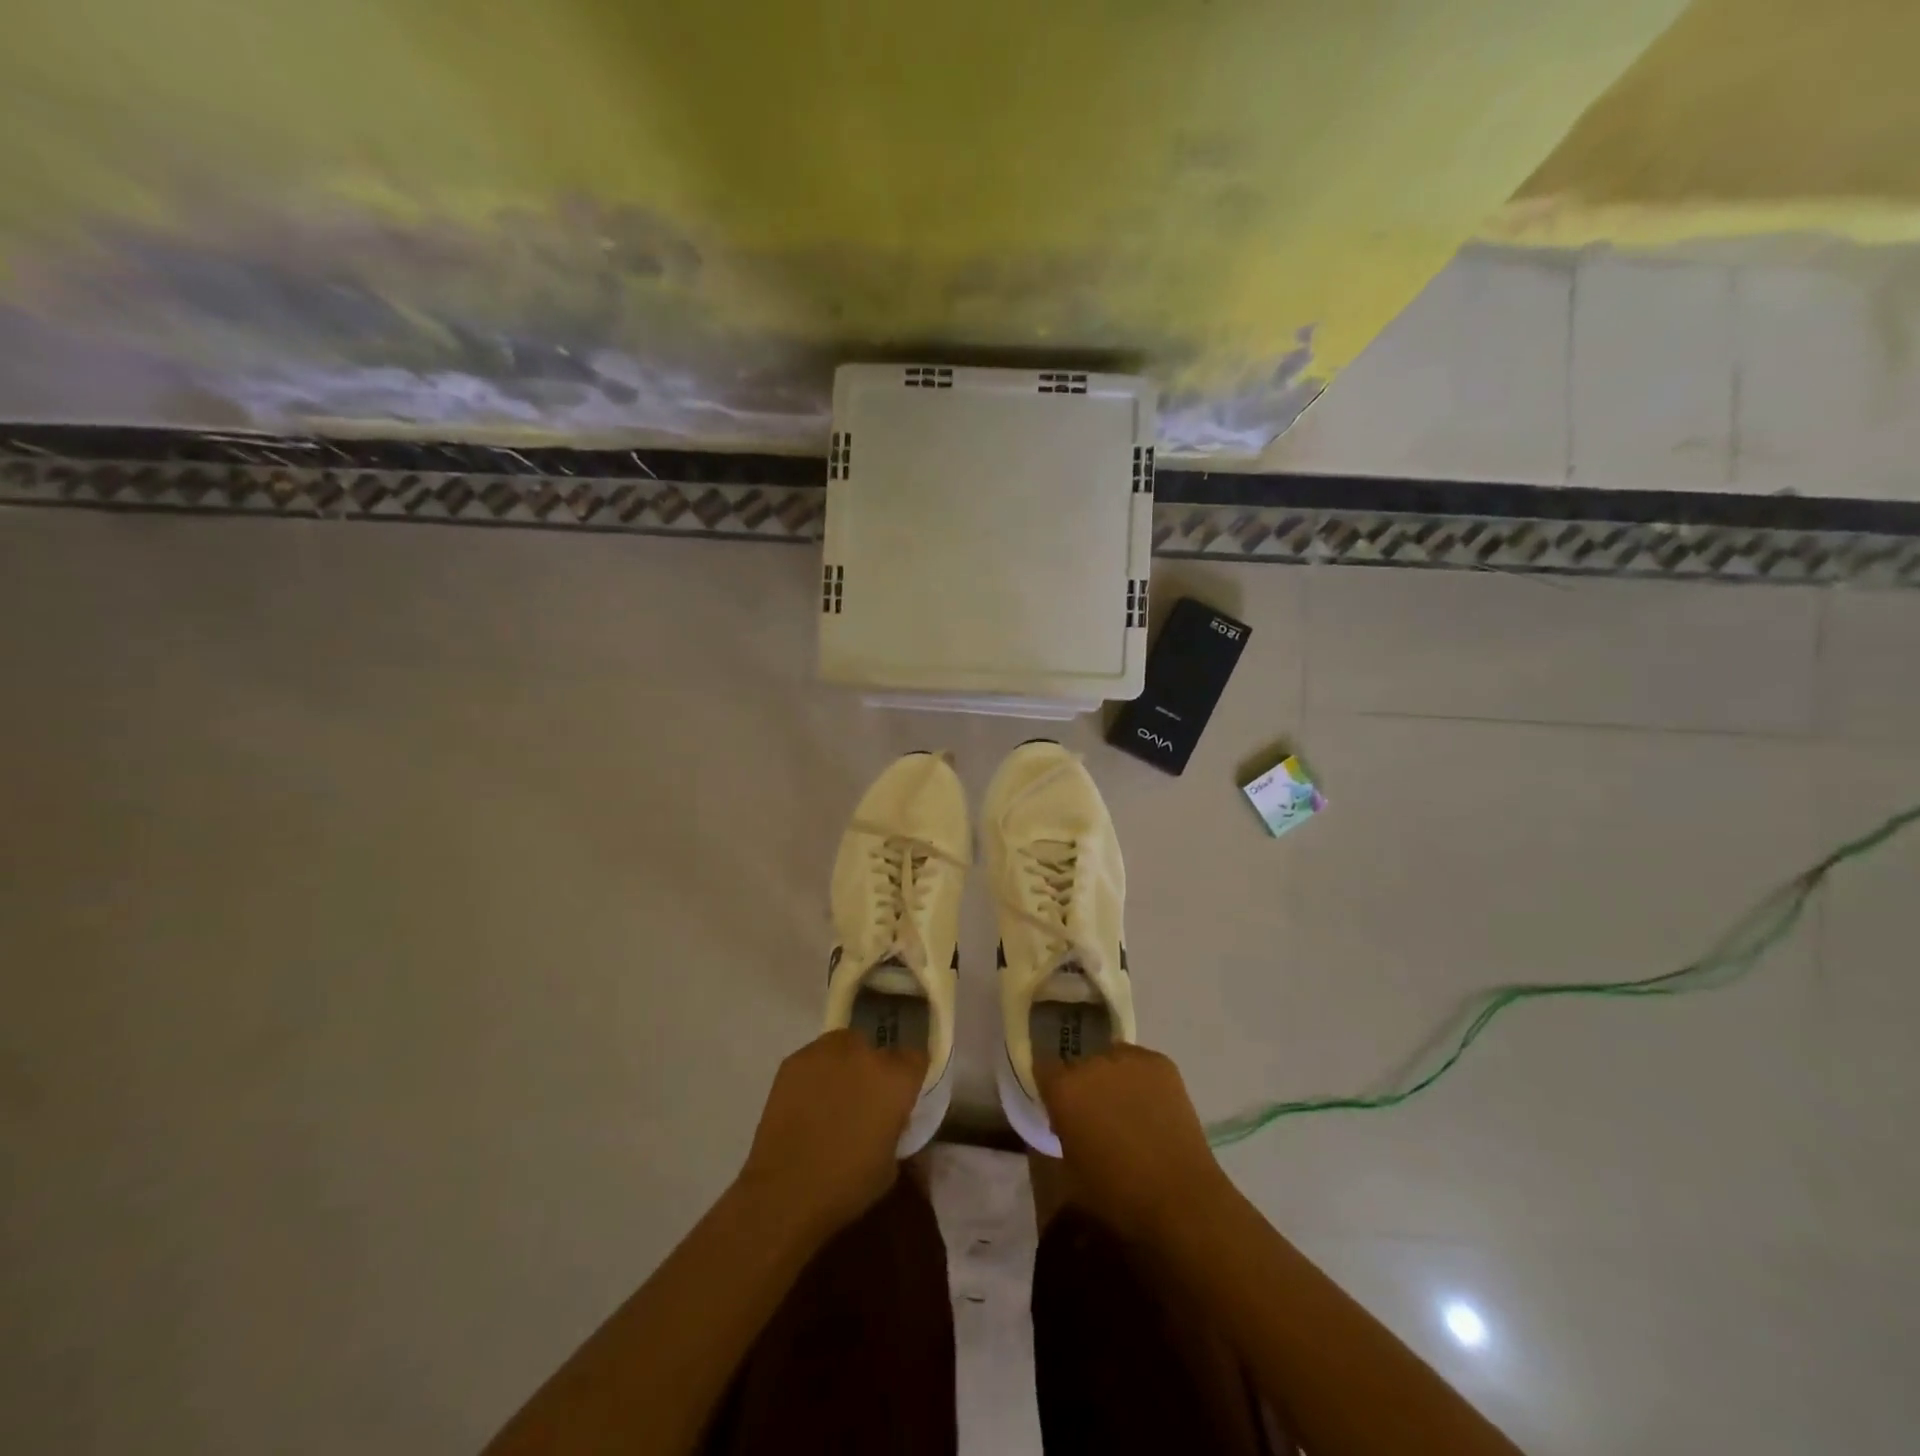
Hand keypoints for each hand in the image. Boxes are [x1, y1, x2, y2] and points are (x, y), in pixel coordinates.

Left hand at [736, 1029, 926, 1238]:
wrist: (784, 1192)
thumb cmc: (847, 1185)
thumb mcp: (891, 1163)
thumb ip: (896, 1127)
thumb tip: (891, 1118)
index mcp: (895, 1078)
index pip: (916, 1058)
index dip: (910, 1077)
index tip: (903, 1095)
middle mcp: (864, 1054)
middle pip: (878, 1049)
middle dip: (876, 1070)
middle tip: (866, 1099)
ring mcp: (826, 1052)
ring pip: (845, 1045)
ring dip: (846, 1063)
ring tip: (835, 1094)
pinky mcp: (795, 1060)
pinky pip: (815, 1058)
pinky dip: (817, 1073)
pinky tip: (808, 1101)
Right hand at [1036, 1044, 1231, 1245]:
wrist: (1180, 1198)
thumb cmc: (1117, 1195)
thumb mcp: (1070, 1168)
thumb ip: (1063, 1130)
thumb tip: (1068, 1119)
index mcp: (1064, 1088)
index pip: (1044, 1068)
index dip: (1051, 1087)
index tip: (1058, 1105)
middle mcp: (1092, 1062)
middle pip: (1080, 1062)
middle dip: (1084, 1083)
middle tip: (1096, 1113)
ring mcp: (1129, 1058)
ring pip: (1111, 1059)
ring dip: (1113, 1078)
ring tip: (1127, 1108)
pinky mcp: (1161, 1062)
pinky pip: (1141, 1064)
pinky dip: (1142, 1080)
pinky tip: (1153, 1107)